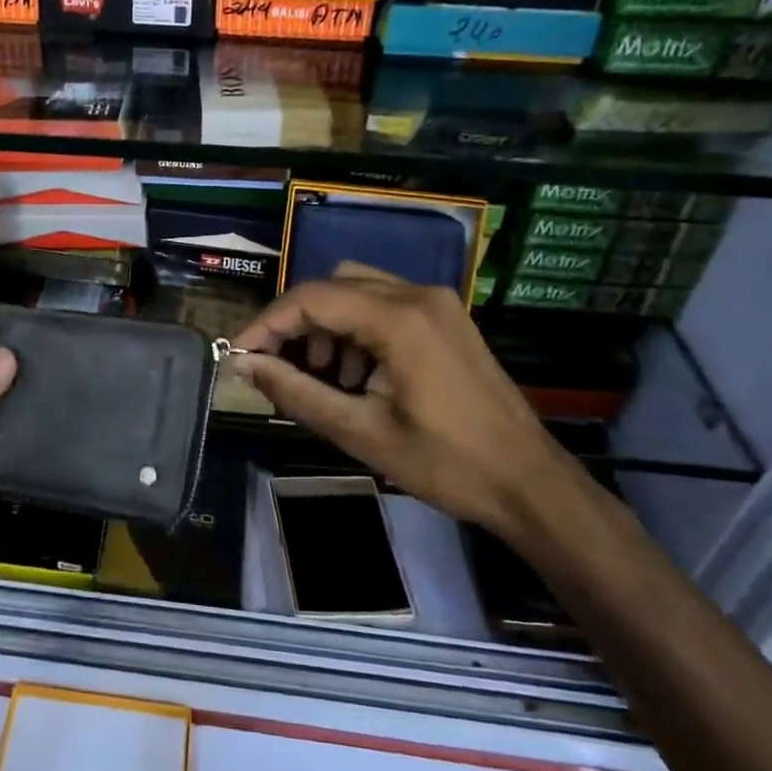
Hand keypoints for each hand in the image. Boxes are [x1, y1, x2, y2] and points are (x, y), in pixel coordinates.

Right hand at [232, 262, 577, 534]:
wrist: (531, 484)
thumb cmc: (446, 463)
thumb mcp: (361, 431)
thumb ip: (296, 392)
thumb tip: (246, 366)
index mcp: (399, 317)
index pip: (311, 299)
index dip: (267, 324)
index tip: (240, 356)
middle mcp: (417, 294)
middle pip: (332, 286)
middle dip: (297, 325)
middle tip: (280, 369)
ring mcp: (437, 303)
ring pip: (356, 290)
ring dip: (327, 326)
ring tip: (323, 379)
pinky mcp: (446, 318)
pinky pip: (384, 305)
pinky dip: (356, 330)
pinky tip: (358, 376)